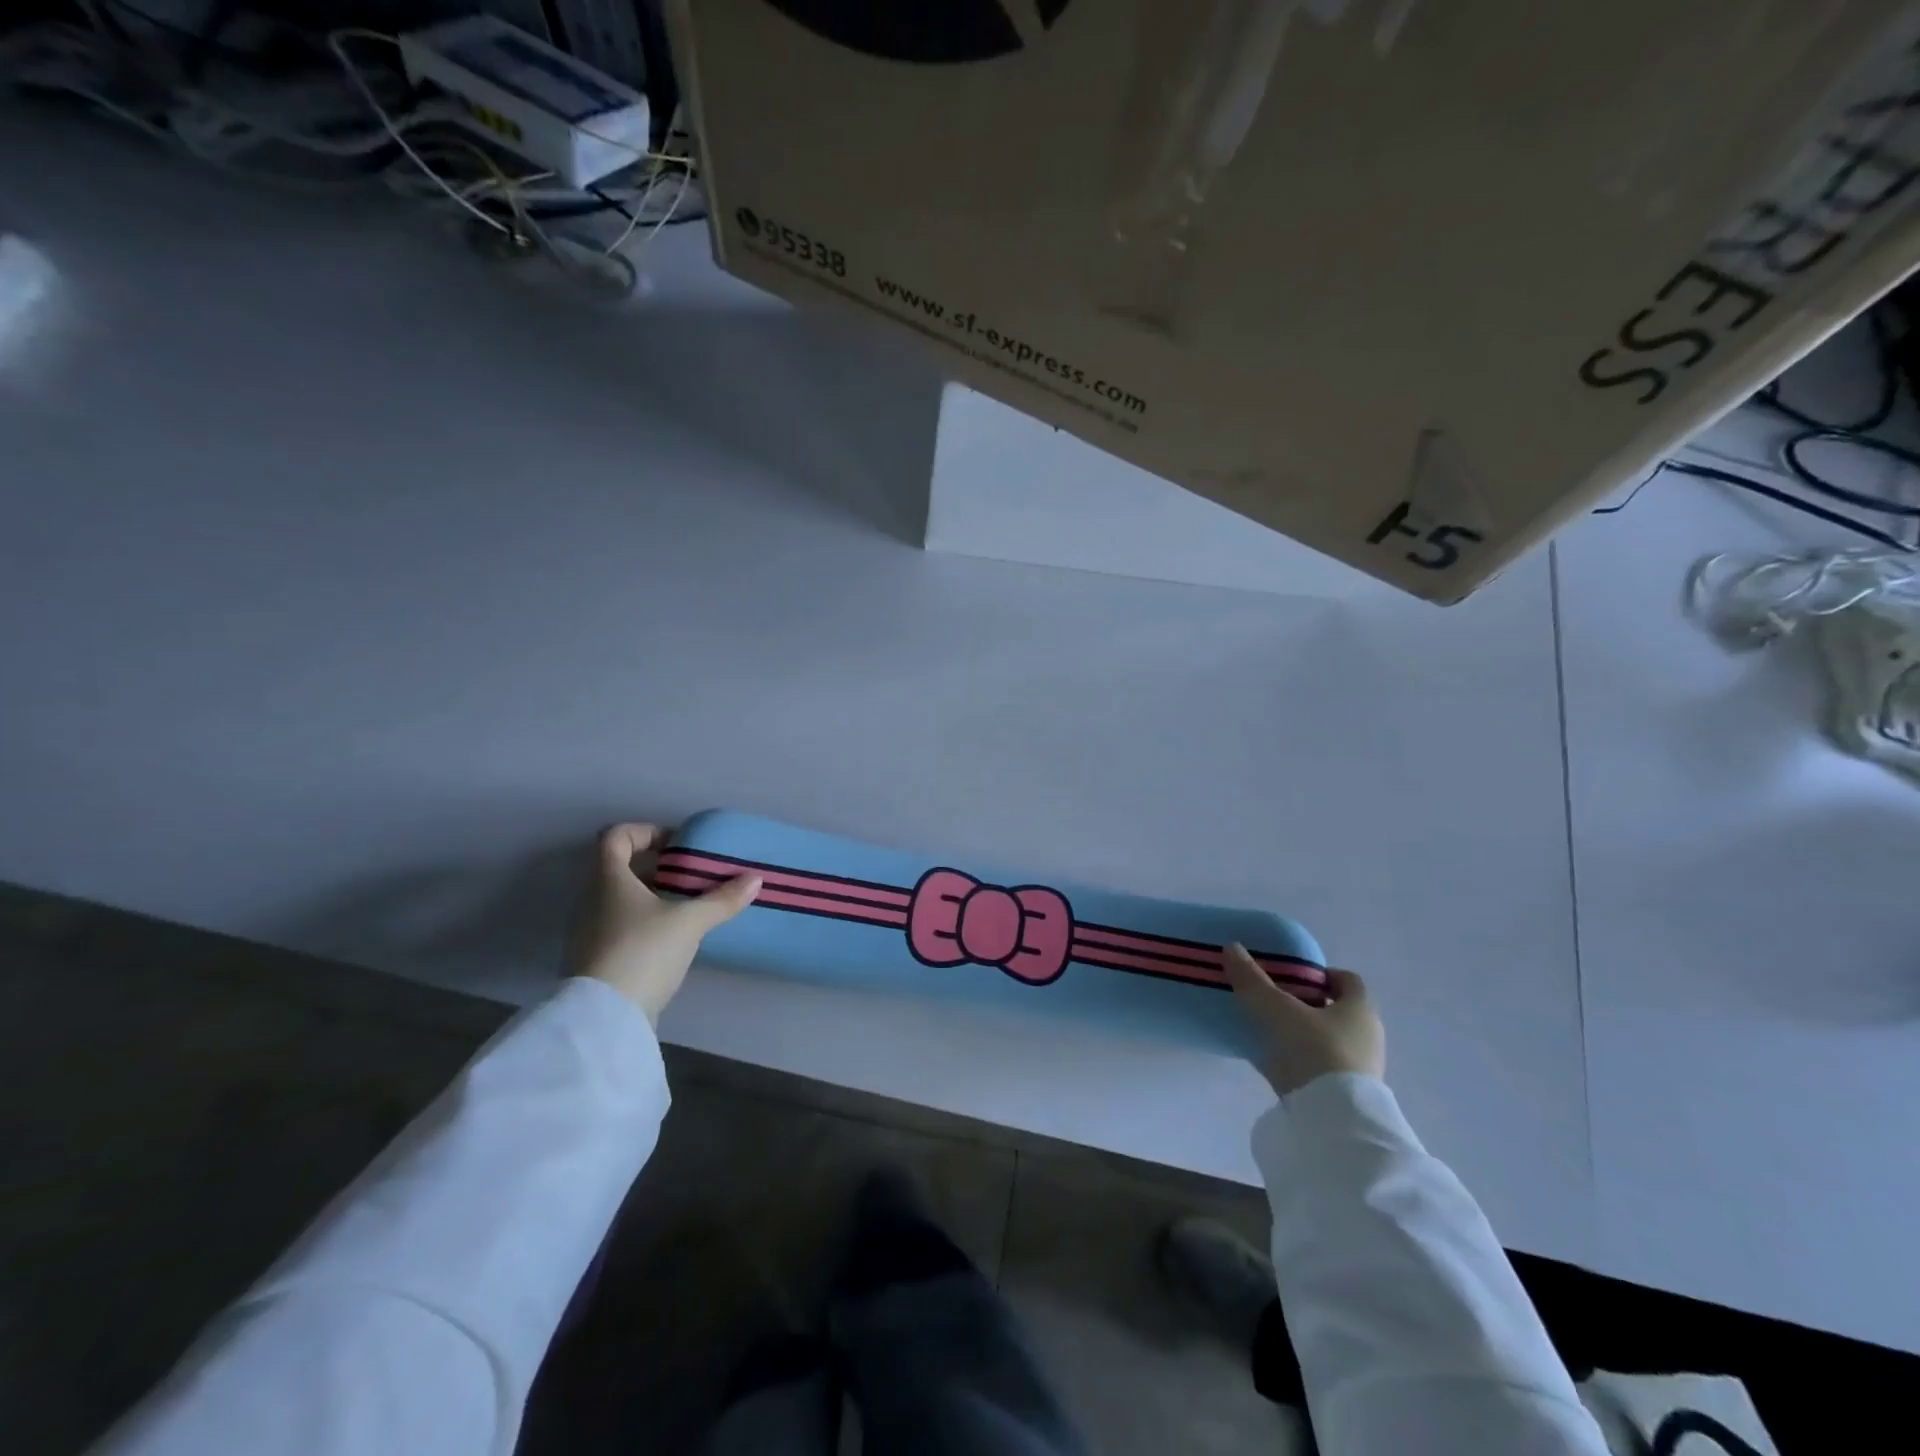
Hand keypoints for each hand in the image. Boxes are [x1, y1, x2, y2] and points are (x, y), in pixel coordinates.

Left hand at [570, 823, 760, 1024]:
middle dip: (657, 868)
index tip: (677, 845)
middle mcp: (592, 900)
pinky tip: (674, 939)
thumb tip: (755, 879)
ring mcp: (590, 932)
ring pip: (622, 900)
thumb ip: (722, 899)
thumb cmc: (643, 951)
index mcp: (609, 880)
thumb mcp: (690, 922)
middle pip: (620, 869)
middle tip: (691, 875)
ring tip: (689, 907)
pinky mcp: (597, 961)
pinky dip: (647, 924)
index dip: (645, 832)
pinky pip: (622, 927)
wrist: (605, 1018)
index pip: (615, 837)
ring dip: (653, 897)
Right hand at [1224, 945, 1384, 1096]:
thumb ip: (1252, 980)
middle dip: (1308, 1004)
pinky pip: (1321, 1068)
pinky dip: (1302, 1062)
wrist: (1334, 1121)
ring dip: (1304, 1034)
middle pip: (1337, 1010)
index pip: (1348, 980)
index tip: (1292, 976)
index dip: (1321, 974)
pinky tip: (1274, 1063)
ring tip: (1269, 1033)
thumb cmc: (1314, 1051)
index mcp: (1360, 1009)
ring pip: (1329, 1040)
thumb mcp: (1276, 1010)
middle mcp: (1367, 1036)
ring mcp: (1360, 1069)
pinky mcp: (1347, 1096)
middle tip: (1274, 1001)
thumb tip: (1231, 947)